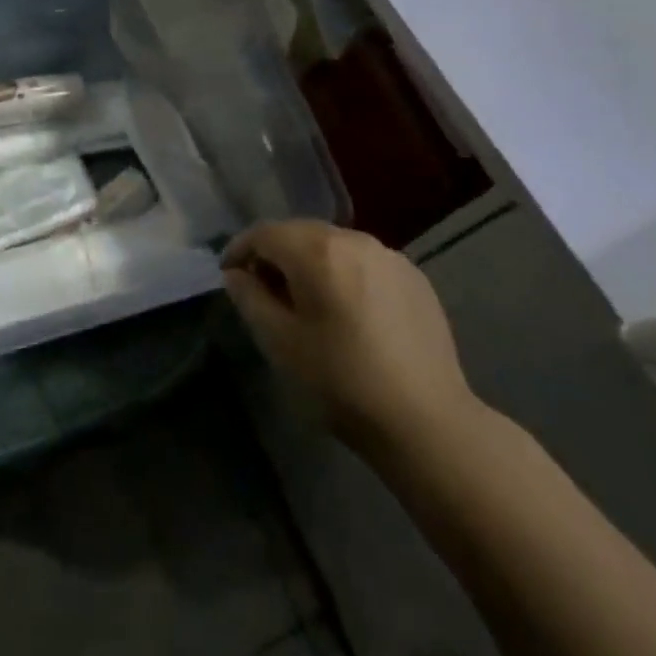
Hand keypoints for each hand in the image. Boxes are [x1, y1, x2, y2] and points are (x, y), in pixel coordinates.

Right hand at [221, 221, 480, 457]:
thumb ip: (250, 298)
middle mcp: (354, 239)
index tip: (229, 274)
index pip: (265, 233)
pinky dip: (345, 275)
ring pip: (335, 246)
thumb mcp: (280, 343)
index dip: (240, 249)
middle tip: (262, 289)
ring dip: (311, 263)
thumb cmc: (342, 382)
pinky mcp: (415, 278)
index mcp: (318, 250)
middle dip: (276, 255)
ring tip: (306, 301)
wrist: (427, 422)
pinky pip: (365, 263)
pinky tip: (348, 312)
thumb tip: (237, 274)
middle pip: (301, 233)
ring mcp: (390, 256)